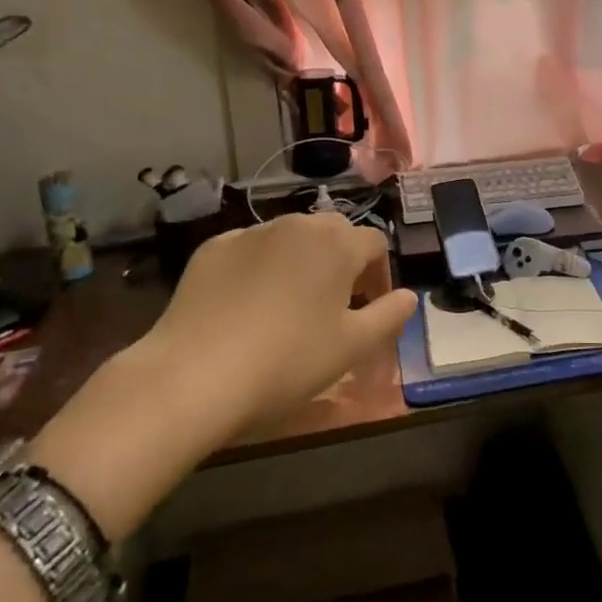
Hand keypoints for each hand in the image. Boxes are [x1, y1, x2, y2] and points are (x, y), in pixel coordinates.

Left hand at [144, 213, 416, 426]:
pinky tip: (246, 307)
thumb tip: (408, 296)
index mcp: (337, 243)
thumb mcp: (352, 348)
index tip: (371, 309)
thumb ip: (389, 315)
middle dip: (341, 262)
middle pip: (333, 233)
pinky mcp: (212, 249)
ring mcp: (250, 233)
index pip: (375, 244)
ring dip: (301, 262)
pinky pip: (250, 251)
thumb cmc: (287, 361)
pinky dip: (259, 269)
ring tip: (290, 305)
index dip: (379, 274)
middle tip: (334, 306)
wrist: (192, 376)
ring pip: (290, 239)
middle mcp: (297, 224)